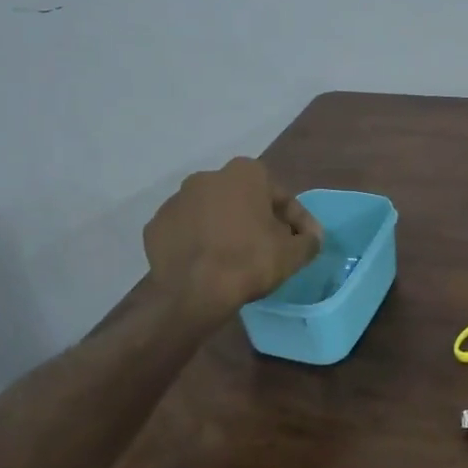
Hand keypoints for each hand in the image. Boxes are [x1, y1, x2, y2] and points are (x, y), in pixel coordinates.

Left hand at [144, 158, 322, 322]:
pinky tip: (207, 263)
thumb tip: (312, 237)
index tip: (301, 242)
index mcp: (245, 173)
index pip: (279, 197)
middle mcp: (208, 177)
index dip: (295, 221)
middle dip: (256, 219)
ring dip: (224, 228)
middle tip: (268, 248)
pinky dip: (197, 242)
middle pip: (243, 200)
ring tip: (234, 258)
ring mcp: (176, 200)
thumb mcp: (293, 253)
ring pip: (211, 213)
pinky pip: (185, 231)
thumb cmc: (249, 262)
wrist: (194, 294)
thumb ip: (309, 240)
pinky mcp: (155, 226)